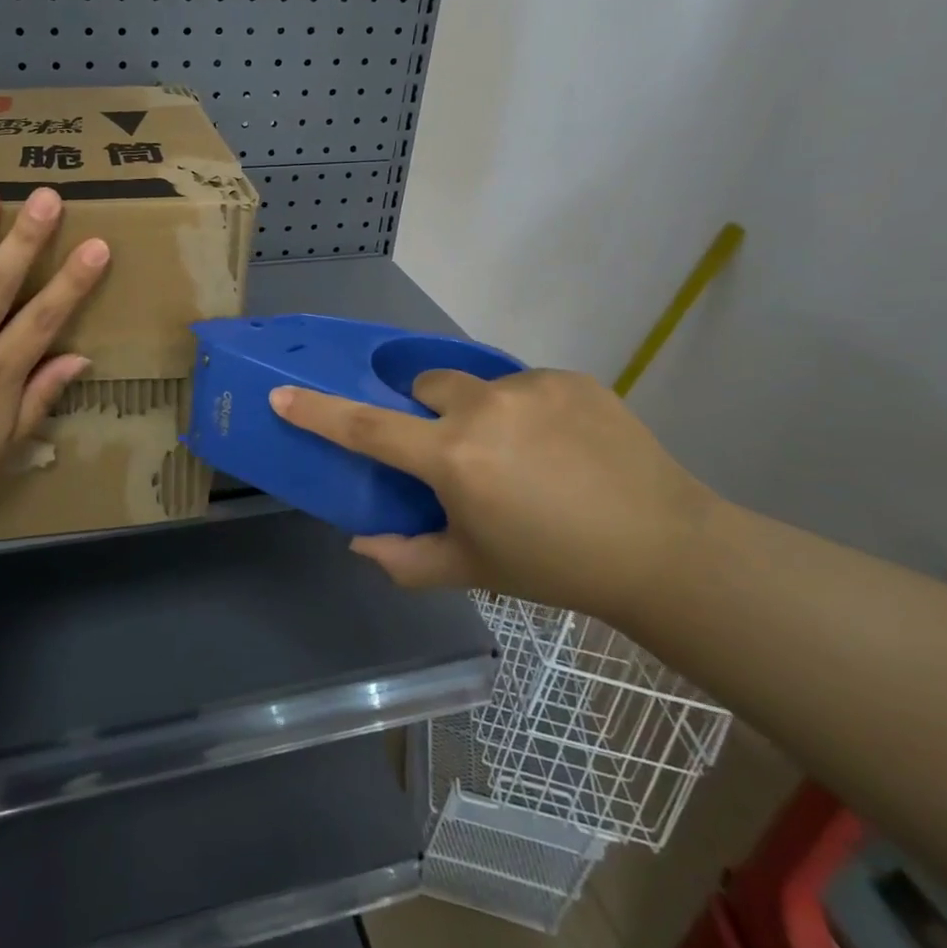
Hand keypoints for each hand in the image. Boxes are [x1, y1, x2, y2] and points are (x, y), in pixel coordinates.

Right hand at [269, 369, 719, 620]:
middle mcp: (483, 410)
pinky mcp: (570, 376)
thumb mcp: (474, 570)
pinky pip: (526, 385)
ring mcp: (530, 387)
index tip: (283, 393)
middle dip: (429, 413)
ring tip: (525, 454)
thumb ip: (406, 558)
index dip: (318, 411)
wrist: (664, 548)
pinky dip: (529, 410)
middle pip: (425, 387)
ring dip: (482, 412)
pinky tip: (565, 447)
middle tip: (460, 454)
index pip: (366, 429)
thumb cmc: (556, 567)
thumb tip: (359, 544)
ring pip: (478, 384)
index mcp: (452, 459)